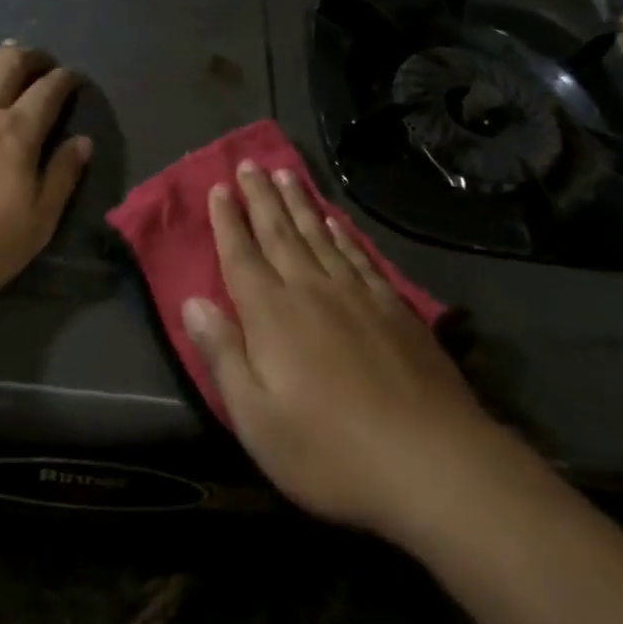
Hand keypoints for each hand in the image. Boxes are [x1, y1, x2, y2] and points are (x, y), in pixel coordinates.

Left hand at [0, 42, 92, 312]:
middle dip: (30, 56)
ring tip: (1, 66)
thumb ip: (62, 179)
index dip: (65, 79)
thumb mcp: (35, 228)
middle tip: (40, 63)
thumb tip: (83, 141)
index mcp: (15, 133)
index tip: (73, 78)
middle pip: (7, 63)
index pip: (48, 91)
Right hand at [183, 163, 497, 540]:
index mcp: (272, 315)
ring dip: (299, 203)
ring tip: (287, 173)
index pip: (241, 256)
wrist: (430, 460)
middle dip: (261, 197)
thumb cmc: (329, 451)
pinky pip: (358, 255)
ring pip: (319, 235)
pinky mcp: (393, 306)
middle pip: (280, 233)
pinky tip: (335, 221)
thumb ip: (223, 355)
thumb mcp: (257, 419)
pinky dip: (342, 233)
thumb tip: (192, 302)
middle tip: (250, 163)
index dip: (228, 221)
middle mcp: (311, 290)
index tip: (219, 187)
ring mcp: (356, 294)